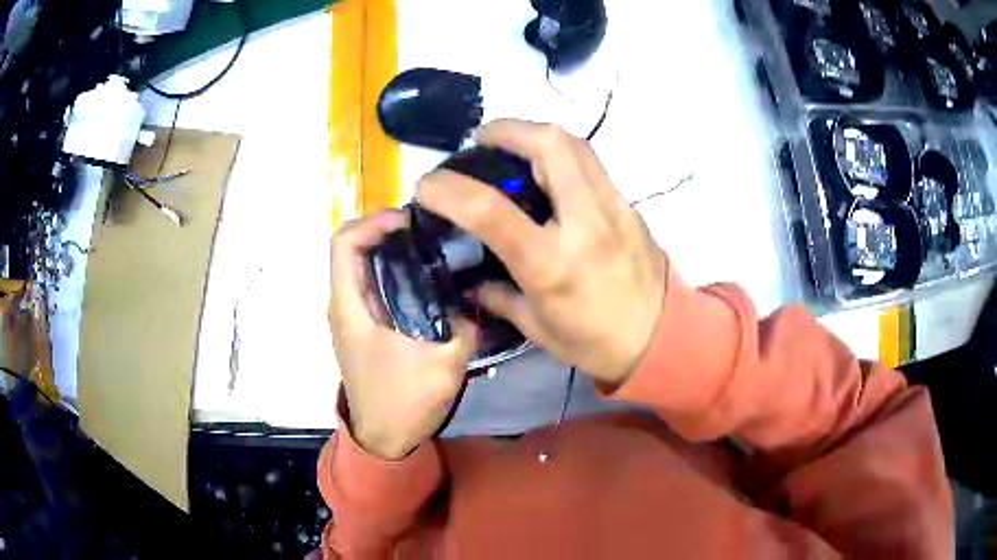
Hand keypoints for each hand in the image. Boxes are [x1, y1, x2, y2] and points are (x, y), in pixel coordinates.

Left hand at [328, 211, 478, 459]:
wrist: (384, 438)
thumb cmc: (403, 402)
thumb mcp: (444, 365)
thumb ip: (463, 326)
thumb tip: (471, 300)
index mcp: (350, 308)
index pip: (344, 242)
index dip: (373, 221)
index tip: (409, 222)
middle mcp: (344, 305)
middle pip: (353, 248)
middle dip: (386, 231)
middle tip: (428, 231)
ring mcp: (352, 317)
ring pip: (363, 266)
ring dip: (391, 252)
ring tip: (432, 250)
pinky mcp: (364, 328)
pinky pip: (373, 286)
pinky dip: (394, 273)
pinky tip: (427, 282)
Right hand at [416, 120, 666, 387]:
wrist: (662, 338)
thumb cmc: (595, 342)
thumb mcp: (537, 328)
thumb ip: (499, 297)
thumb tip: (472, 281)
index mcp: (550, 263)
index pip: (489, 210)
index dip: (447, 189)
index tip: (427, 184)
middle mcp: (583, 223)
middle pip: (547, 144)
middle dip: (507, 129)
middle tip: (484, 140)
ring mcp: (612, 207)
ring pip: (574, 143)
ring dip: (535, 133)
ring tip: (514, 147)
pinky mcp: (628, 203)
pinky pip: (591, 163)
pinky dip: (562, 155)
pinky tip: (548, 174)